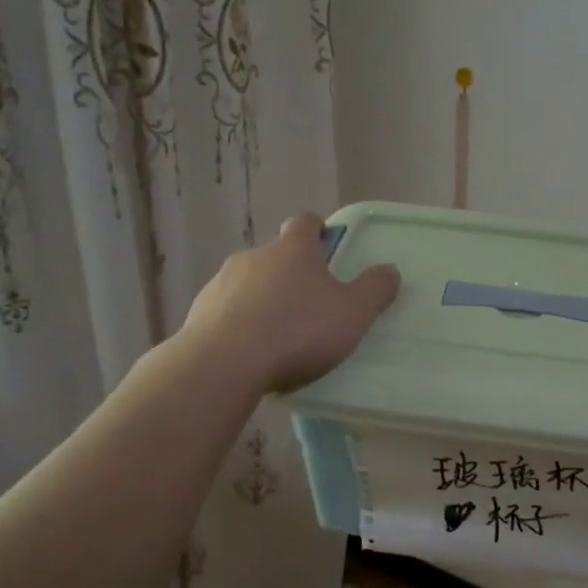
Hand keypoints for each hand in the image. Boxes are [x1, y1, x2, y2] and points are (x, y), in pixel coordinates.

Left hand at [181, 213, 400, 393]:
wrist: (223, 364)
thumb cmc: (297, 330)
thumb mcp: (353, 313)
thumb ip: (375, 289)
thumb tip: (390, 270)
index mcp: (292, 249)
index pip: (304, 223)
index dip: (317, 230)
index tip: (327, 245)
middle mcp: (254, 257)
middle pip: (276, 256)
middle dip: (292, 274)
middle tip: (311, 303)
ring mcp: (221, 284)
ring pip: (249, 285)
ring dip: (264, 300)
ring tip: (280, 335)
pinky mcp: (198, 314)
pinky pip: (227, 313)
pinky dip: (240, 325)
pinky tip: (251, 354)